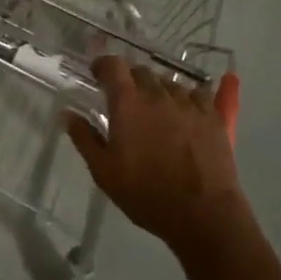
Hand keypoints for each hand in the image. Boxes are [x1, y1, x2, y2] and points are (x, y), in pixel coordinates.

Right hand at [65, 56, 246, 256]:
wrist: (203, 214)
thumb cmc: (146, 194)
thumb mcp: (104, 172)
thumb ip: (84, 138)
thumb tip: (67, 114)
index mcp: (128, 103)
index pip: (113, 65)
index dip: (103, 65)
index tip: (98, 75)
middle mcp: (157, 94)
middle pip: (141, 71)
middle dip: (130, 80)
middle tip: (126, 101)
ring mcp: (188, 102)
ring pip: (168, 83)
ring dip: (157, 90)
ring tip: (156, 111)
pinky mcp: (212, 115)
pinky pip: (197, 94)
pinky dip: (186, 99)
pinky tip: (186, 114)